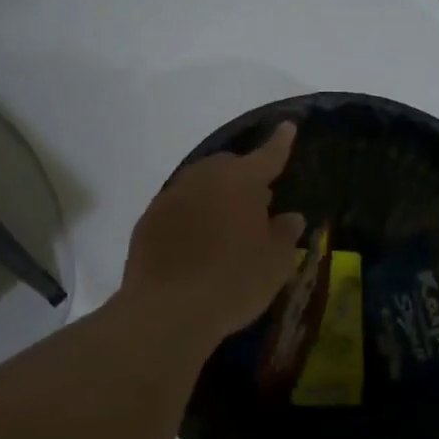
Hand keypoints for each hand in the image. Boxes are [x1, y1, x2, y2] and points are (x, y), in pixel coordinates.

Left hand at [123, 122, 307, 350]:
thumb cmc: (234, 283)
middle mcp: (204, 178)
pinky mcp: (148, 220)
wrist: (167, 311)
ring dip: (216, 195)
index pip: (268, 155)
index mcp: (241, 181)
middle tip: (258, 201)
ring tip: (227, 223)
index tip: (287, 127)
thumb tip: (290, 217)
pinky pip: (178, 207)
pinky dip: (192, 215)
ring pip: (200, 184)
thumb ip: (285, 234)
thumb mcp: (275, 264)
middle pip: (228, 166)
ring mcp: (171, 197)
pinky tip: (197, 241)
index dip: (280, 142)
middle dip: (244, 176)